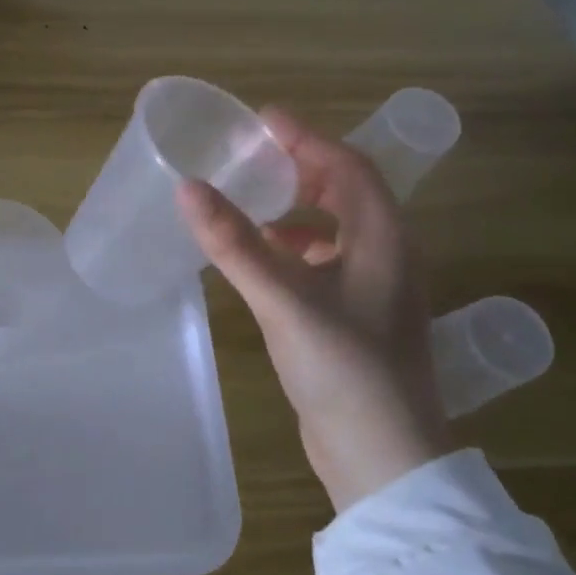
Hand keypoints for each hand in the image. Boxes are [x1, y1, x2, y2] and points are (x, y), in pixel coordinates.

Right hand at [179, 107, 448, 513]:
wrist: (382, 455)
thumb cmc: (344, 368)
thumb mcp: (284, 299)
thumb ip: (234, 243)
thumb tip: (188, 187)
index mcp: (384, 238)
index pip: (348, 166)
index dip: (306, 137)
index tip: (262, 119)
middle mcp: (387, 255)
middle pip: (347, 192)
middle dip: (302, 168)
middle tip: (254, 155)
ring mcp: (375, 289)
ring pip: (337, 229)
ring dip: (298, 209)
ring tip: (252, 200)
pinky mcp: (358, 318)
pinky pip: (326, 262)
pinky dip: (295, 248)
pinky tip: (263, 259)